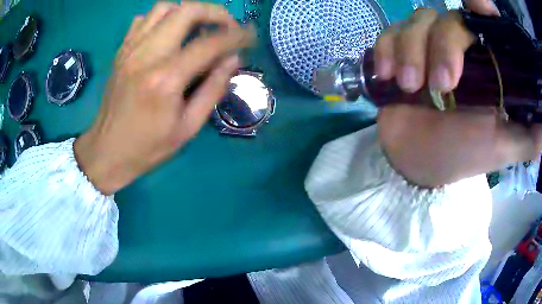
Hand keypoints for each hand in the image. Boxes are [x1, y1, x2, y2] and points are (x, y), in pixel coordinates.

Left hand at [75, 2, 253, 194]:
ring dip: (188, 12)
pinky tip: (169, 34)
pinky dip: (162, 18)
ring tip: (199, 28)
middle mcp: (146, 55)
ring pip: (164, 8)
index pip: (209, 43)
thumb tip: (233, 59)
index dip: (236, 35)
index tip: (250, 35)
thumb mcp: (187, 128)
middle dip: (215, 13)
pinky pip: (143, 19)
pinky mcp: (121, 51)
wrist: (107, 151)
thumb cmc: (147, 147)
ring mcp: (130, 49)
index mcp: (165, 79)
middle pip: (187, 10)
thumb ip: (213, 89)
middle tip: (226, 27)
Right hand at [374, 0, 541, 186]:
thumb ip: (531, 134)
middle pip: (449, 18)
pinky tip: (387, 75)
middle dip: (443, 47)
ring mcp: (427, 46)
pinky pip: (389, 33)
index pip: (486, 19)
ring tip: (409, 87)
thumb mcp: (505, 147)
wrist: (420, 161)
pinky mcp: (400, 51)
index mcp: (487, 64)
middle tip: (441, 86)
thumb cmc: (465, 154)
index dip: (481, 5)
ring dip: (410, 52)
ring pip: (416, 22)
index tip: (479, 3)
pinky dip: (386, 49)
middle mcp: (460, 47)